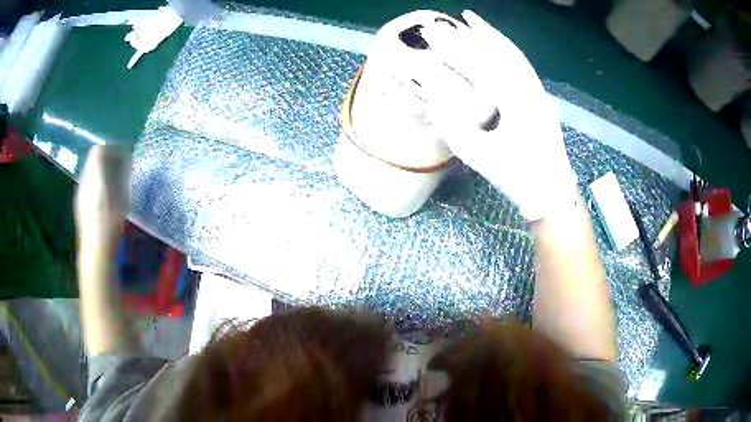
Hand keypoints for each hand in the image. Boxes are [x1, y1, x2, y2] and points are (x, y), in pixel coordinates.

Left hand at [75, 145, 131, 246]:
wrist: (95, 249)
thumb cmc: (111, 223)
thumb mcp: (122, 196)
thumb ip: (123, 176)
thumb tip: (126, 162)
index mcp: (94, 174)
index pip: (99, 150)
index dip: (112, 149)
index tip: (124, 157)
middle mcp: (84, 179)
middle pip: (93, 160)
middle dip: (107, 160)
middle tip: (120, 169)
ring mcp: (80, 192)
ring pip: (90, 172)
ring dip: (101, 172)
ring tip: (113, 183)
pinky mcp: (79, 204)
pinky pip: (87, 185)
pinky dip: (96, 184)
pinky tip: (104, 198)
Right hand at [426, 11, 577, 220]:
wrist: (551, 192)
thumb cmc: (517, 177)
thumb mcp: (479, 156)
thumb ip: (452, 124)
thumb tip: (432, 94)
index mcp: (517, 102)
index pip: (480, 64)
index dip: (453, 48)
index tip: (431, 34)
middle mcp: (530, 89)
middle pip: (498, 52)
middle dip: (468, 36)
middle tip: (442, 25)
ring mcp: (538, 92)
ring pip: (514, 55)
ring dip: (491, 36)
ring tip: (471, 21)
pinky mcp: (539, 98)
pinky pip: (522, 67)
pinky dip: (506, 51)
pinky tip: (495, 46)